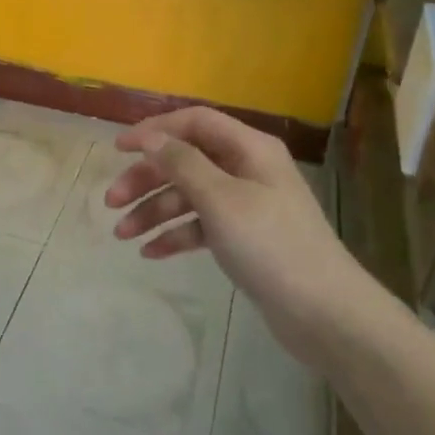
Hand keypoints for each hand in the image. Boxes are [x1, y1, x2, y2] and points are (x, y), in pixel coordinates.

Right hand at [105, 107, 367, 367]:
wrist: (324, 313)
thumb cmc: (271, 245)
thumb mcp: (221, 199)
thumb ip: (182, 164)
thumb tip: (149, 137)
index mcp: (249, 148)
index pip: (194, 122)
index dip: (154, 130)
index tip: (118, 148)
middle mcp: (247, 169)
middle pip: (186, 160)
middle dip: (147, 179)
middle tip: (111, 201)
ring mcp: (246, 204)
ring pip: (189, 196)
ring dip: (154, 211)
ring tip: (121, 235)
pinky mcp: (244, 237)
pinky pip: (201, 226)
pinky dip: (176, 235)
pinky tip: (150, 253)